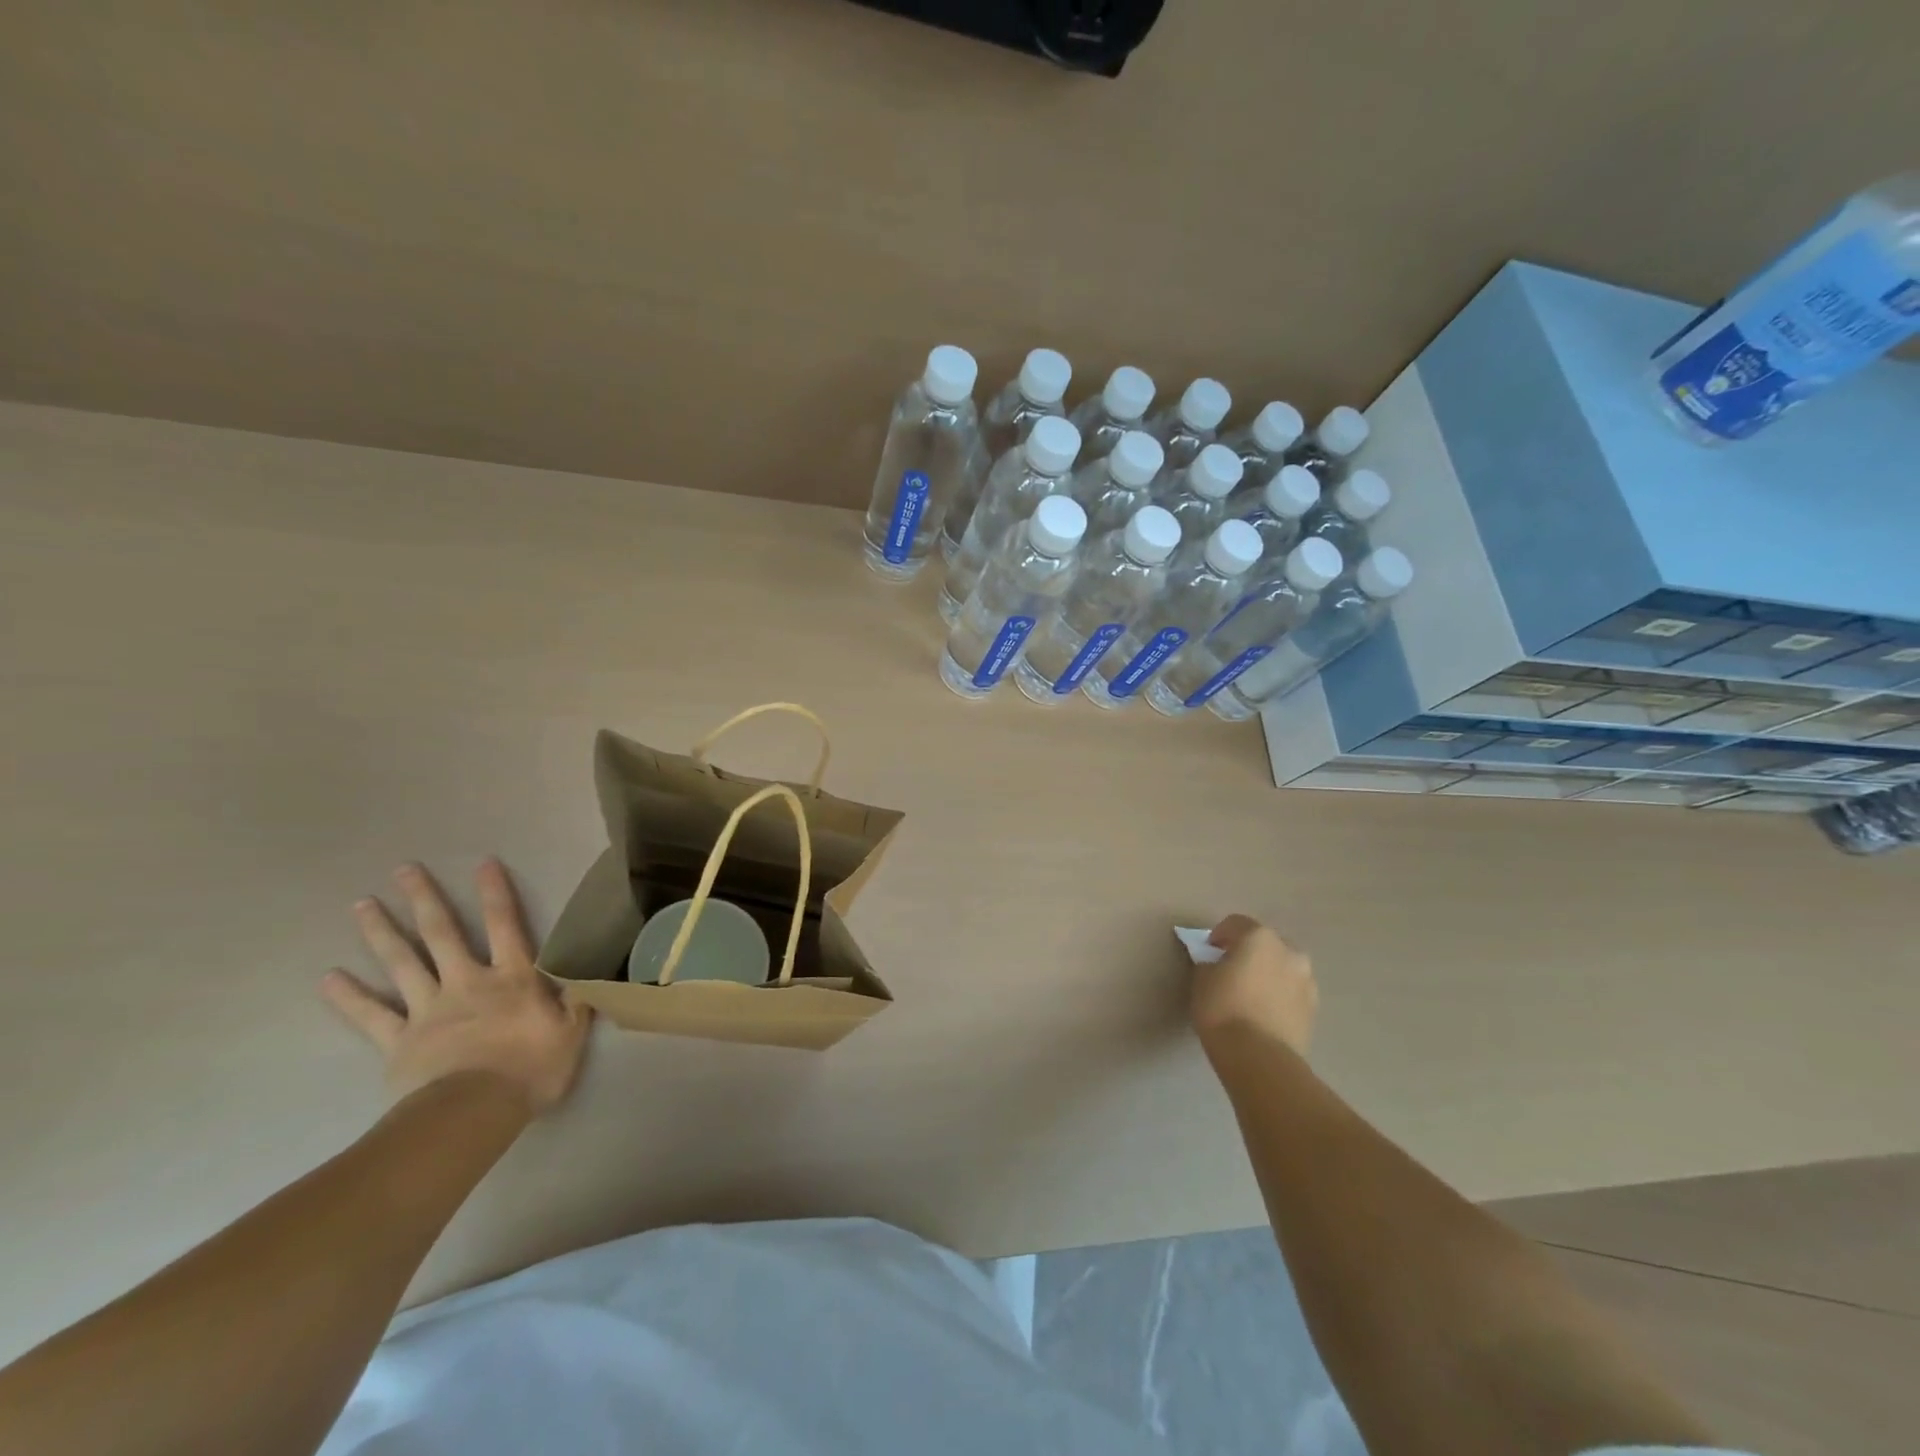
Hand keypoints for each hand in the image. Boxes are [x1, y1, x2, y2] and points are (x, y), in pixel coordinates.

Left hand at [321, 860, 592, 1111]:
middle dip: (424, 899)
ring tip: (361, 905)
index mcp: (512, 978)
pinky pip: (371, 1014)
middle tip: (403, 869)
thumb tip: (587, 973)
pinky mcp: (399, 1041)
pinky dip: (349, 996)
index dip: (496, 893)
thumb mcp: (572, 1034)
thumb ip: (576, 1000)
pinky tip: (328, 978)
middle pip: (442, 933)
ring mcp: (428, 1009)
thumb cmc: (531, 1070)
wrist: (473, 1112)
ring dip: (382, 932)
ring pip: (402, 963)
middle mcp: (467, 982)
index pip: (506, 925)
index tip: (483, 863)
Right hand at [1191, 914, 1318, 1055]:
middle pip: (1264, 943)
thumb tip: (1217, 965)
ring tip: (1251, 994)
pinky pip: (1292, 991)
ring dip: (1268, 973)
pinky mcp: (1314, 1008)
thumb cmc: (1223, 1009)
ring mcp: (1306, 980)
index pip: (1235, 923)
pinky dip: (1280, 994)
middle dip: (1249, 952)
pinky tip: (1265, 1012)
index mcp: (1259, 937)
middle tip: (1231, 970)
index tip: (1208, 952)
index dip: (1218, 935)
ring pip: (1283, 967)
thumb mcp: (1202, 979)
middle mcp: (1289, 951)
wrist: (1260, 1057)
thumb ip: (1210, 963)